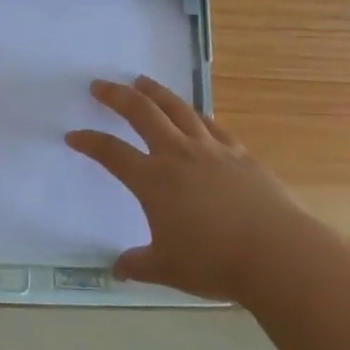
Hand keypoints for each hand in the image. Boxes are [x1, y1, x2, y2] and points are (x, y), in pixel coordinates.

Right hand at [67, 76, 303, 301]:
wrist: (276, 253)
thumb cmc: (213, 262)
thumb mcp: (167, 269)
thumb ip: (138, 264)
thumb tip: (118, 269)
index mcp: (153, 180)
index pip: (111, 153)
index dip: (90, 142)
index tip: (74, 135)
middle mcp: (178, 155)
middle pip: (142, 113)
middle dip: (117, 96)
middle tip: (100, 85)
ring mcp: (211, 150)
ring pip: (178, 109)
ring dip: (156, 92)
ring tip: (142, 81)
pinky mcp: (239, 154)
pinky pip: (212, 125)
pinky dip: (196, 114)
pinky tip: (194, 113)